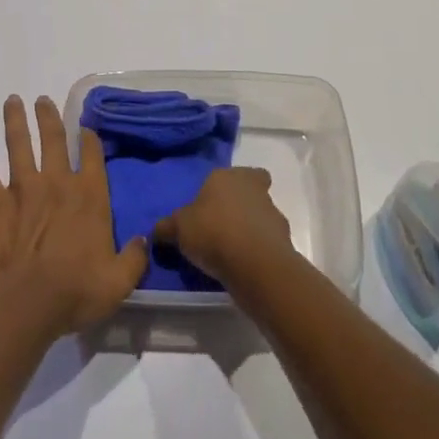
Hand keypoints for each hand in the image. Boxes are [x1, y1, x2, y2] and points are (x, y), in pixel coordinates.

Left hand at [0, 95, 148, 342]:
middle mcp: (56, 183)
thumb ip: (134, 258)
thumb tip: (144, 239)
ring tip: (12, 102)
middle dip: (48, 116)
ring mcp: (21, 190)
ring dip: (15, 122)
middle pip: (52, 139)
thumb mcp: (118, 282)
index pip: (91, 155)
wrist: (21, 305)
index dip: (89, 138)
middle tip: (42, 99)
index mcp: (88, 196)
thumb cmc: (74, 292)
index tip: (85, 126)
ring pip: (18, 146)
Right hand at [152, 166, 293, 285]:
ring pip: (262, 216)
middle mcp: (254, 189)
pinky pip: (267, 242)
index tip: (214, 203)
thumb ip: (166, 228)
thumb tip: (156, 231)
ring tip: (230, 252)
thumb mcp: (178, 229)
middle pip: (252, 190)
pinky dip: (257, 251)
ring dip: (250, 229)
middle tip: (223, 224)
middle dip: (241, 205)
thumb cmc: (213, 232)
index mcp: (228, 176)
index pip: (235, 173)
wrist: (254, 263)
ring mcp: (273, 213)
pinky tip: (242, 266)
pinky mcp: (283, 241)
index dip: (227, 186)